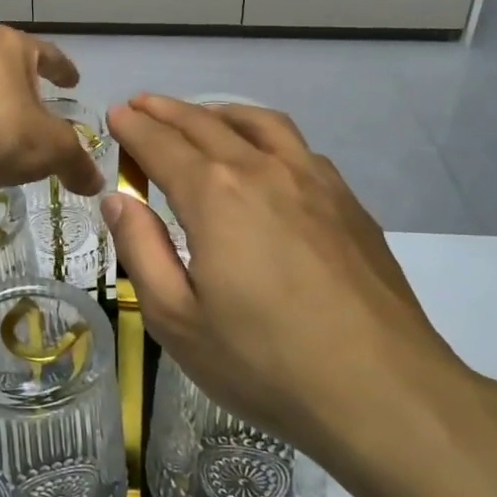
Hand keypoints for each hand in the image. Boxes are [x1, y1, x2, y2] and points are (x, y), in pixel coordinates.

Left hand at [0, 27, 104, 197]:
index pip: (47, 52)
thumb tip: (95, 183)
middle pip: (7, 62)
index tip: (73, 81)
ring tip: (6, 125)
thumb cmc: (2, 133)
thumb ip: (77, 163)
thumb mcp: (54, 149)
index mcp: (9, 46)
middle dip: (23, 80)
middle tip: (38, 99)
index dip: (63, 69)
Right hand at [102, 95, 467, 480]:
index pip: (162, 145)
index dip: (133, 127)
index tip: (115, 114)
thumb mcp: (176, 318)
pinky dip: (264, 133)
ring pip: (259, 123)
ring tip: (200, 116)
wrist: (381, 391)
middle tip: (141, 105)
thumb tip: (118, 199)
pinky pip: (298, 146)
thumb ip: (140, 249)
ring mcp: (313, 181)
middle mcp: (262, 169)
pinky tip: (264, 156)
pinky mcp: (348, 202)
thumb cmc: (263, 361)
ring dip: (219, 112)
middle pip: (205, 124)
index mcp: (214, 194)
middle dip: (166, 110)